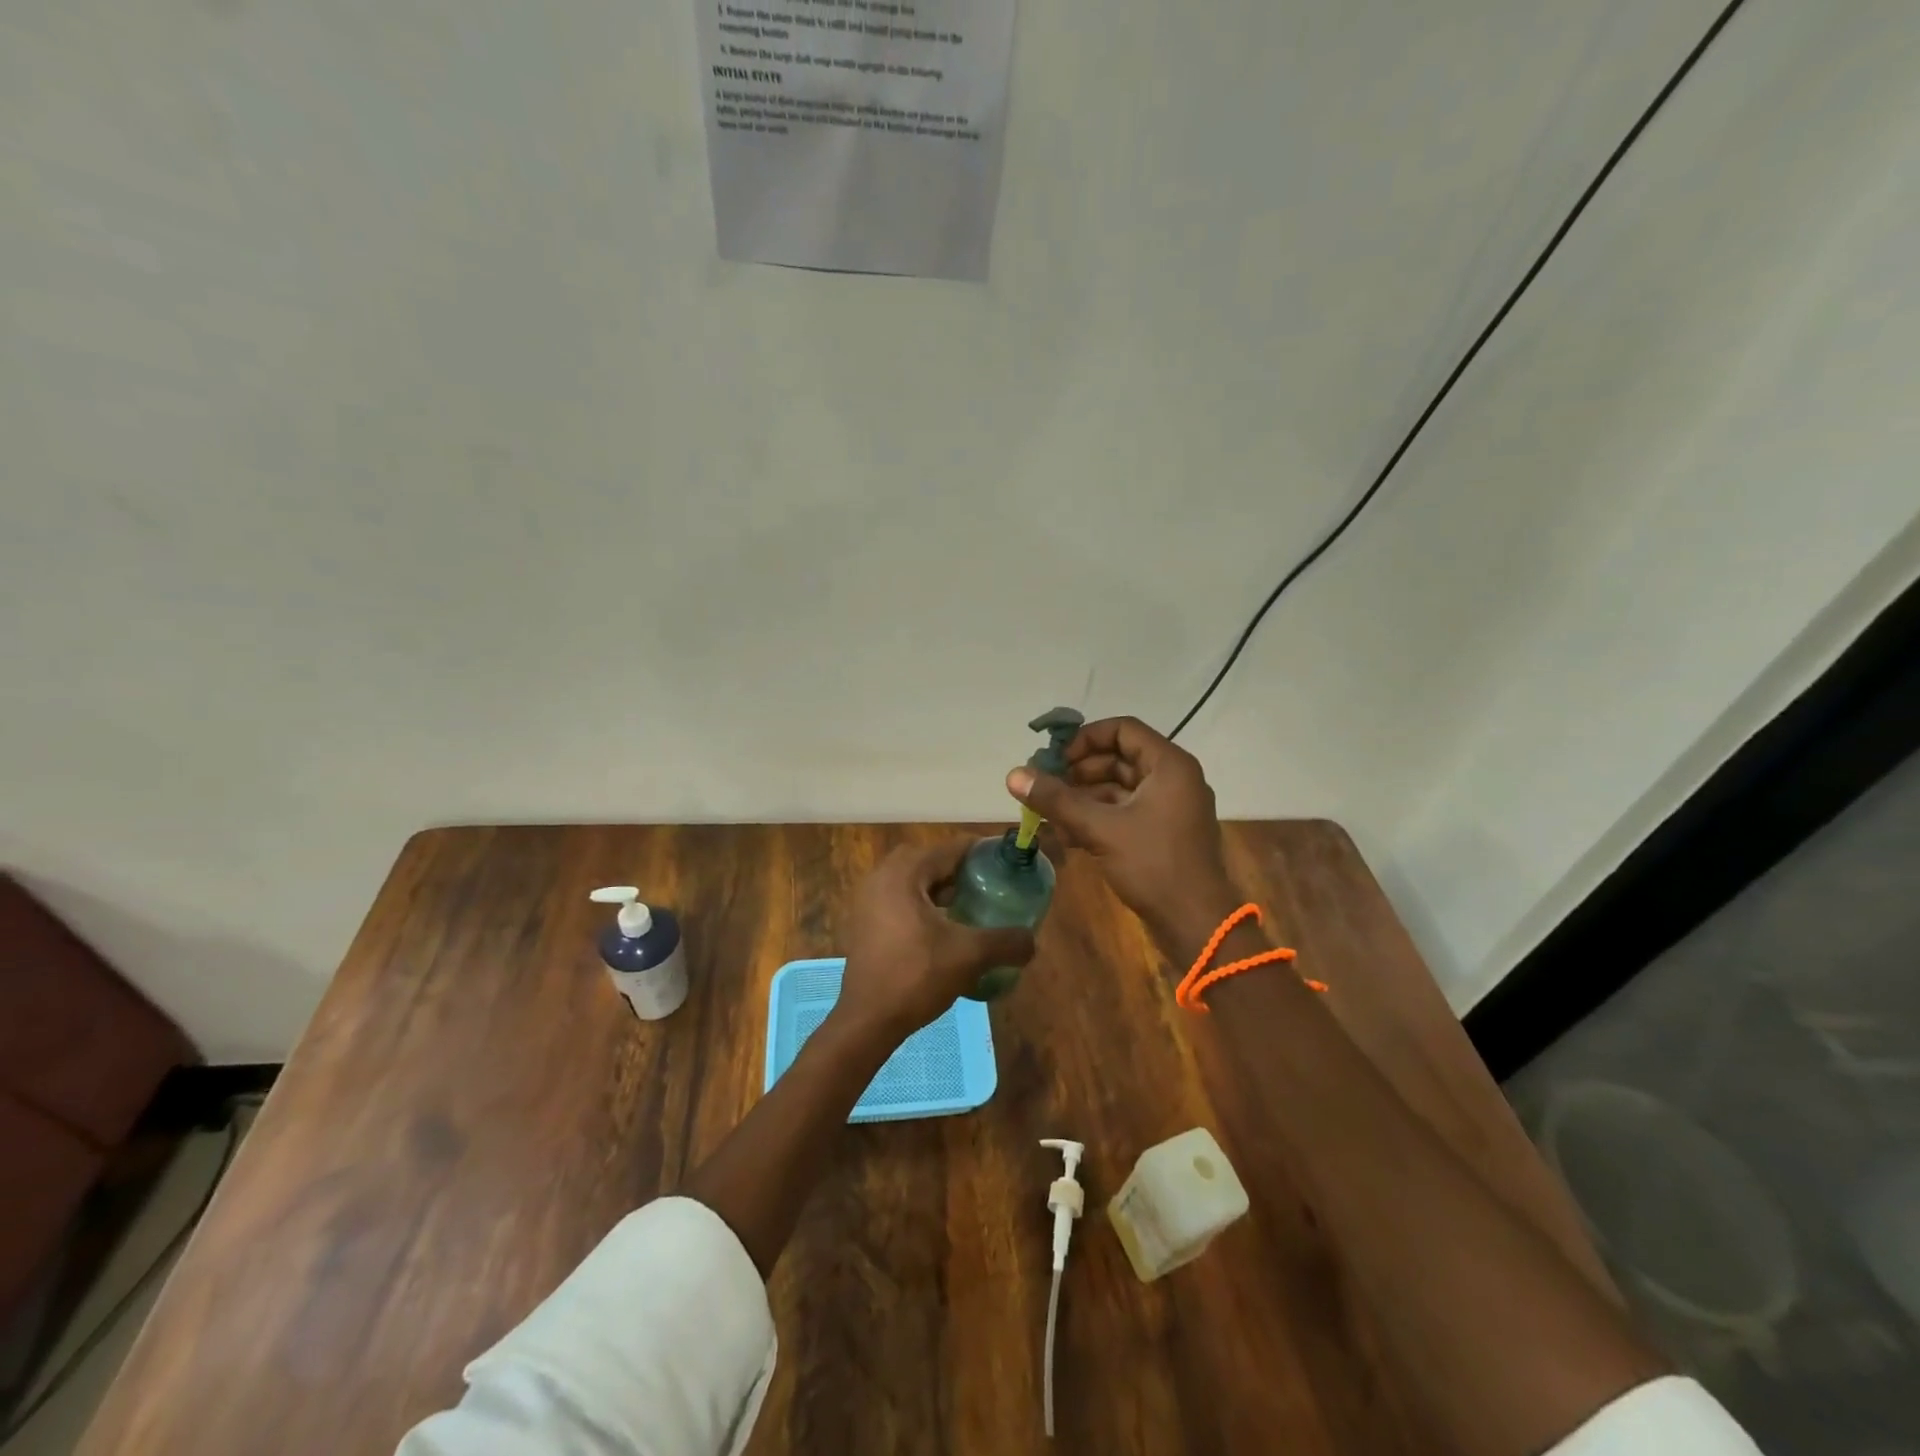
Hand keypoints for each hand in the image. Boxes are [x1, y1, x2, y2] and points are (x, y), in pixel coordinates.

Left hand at [833, 840, 1035, 1046]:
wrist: (867, 1021)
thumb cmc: (916, 977)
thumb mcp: (969, 956)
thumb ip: (1006, 942)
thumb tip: (1032, 941)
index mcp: (904, 872)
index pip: (951, 848)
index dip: (982, 853)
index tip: (1008, 864)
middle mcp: (882, 876)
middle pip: (933, 861)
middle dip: (963, 871)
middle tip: (991, 886)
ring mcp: (869, 899)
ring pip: (916, 882)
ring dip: (944, 889)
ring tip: (974, 906)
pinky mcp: (865, 922)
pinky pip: (902, 899)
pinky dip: (926, 905)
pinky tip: (947, 928)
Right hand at [1007, 716, 1240, 961]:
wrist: (1197, 925)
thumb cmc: (1154, 866)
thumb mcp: (1100, 828)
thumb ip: (1057, 799)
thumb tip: (1013, 774)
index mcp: (1169, 765)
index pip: (1123, 729)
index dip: (1085, 739)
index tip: (1056, 760)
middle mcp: (1173, 779)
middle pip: (1118, 758)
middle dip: (1078, 772)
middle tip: (1045, 787)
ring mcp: (1169, 808)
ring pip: (1119, 788)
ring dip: (1083, 798)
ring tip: (1049, 815)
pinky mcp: (1162, 833)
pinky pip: (1125, 812)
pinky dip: (1097, 818)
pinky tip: (1067, 836)